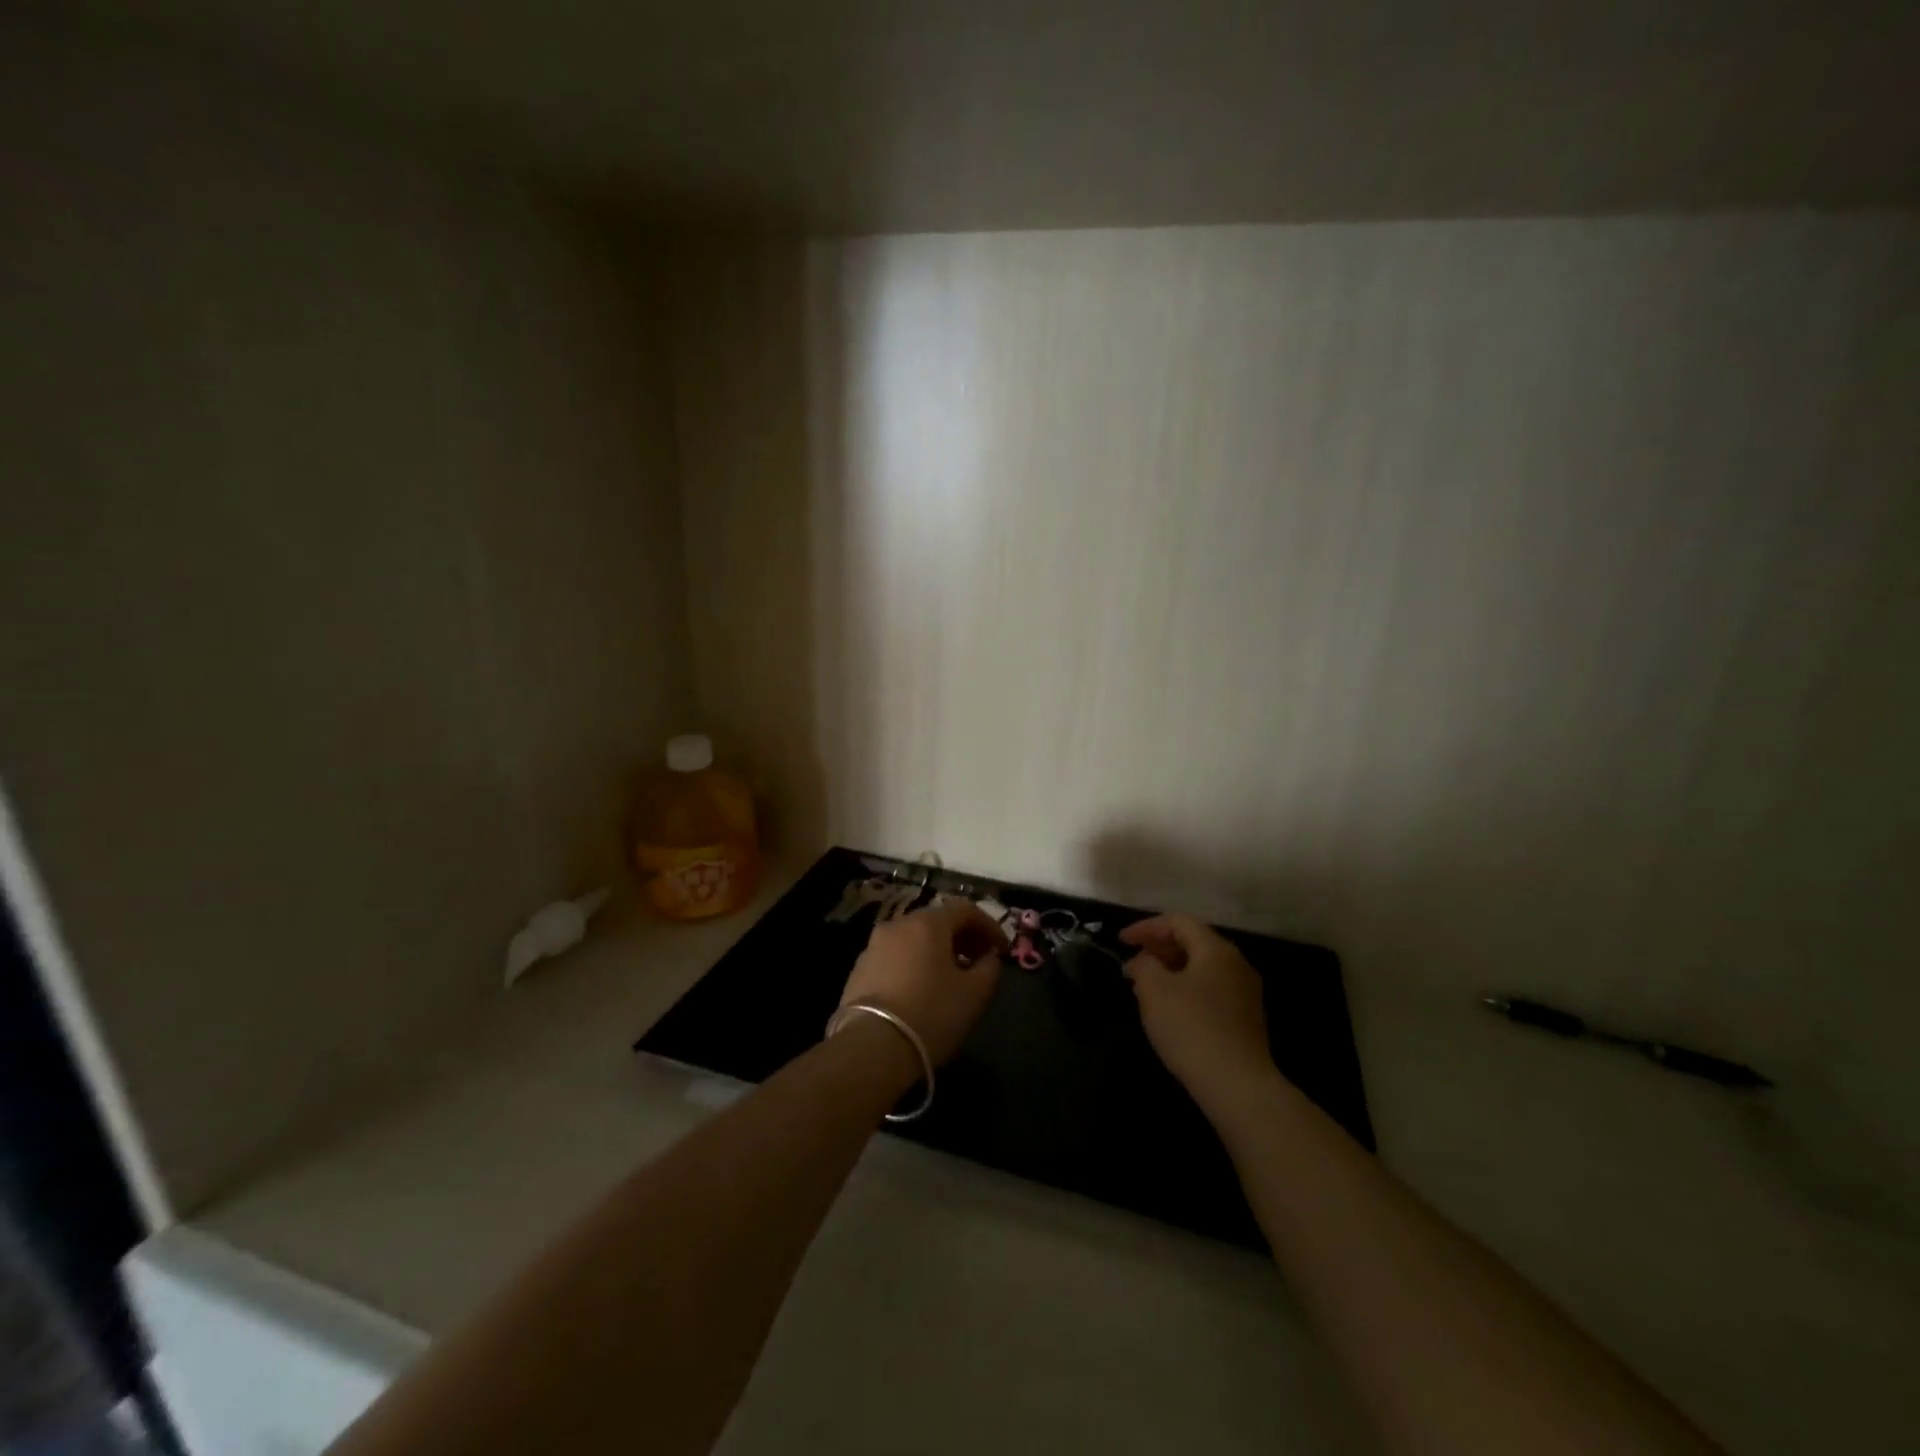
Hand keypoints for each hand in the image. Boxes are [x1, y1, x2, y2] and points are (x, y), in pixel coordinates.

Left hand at [840, 899, 1005, 1064]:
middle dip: (963, 937)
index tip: (1002, 950)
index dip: (989, 926)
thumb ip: (989, 968)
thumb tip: (988, 957)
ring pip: (914, 938)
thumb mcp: (974, 994)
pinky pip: (896, 956)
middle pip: (937, 921)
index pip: (965, 909)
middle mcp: (898, 924)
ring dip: (938, 951)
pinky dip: (915, 963)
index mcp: (927, 923)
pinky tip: (922, 989)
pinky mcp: (859, 969)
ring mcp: (873, 946)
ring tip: (952, 977)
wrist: (870, 1047)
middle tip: (980, 961)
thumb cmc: (931, 1014)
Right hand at [1121, 913, 1278, 1116]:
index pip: (1178, 922)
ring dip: (1170, 970)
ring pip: (1201, 968)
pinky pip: (1210, 990)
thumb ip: (1143, 965)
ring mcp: (1245, 992)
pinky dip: (1186, 989)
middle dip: (1158, 949)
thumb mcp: (1154, 991)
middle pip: (1193, 942)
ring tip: (1144, 987)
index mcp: (1216, 949)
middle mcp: (1236, 964)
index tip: (1120, 942)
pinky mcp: (1246, 1019)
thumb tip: (1143, 961)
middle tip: (1131, 964)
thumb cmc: (1191, 1028)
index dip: (1146, 927)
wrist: (1238, 1086)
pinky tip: (1169, 1010)